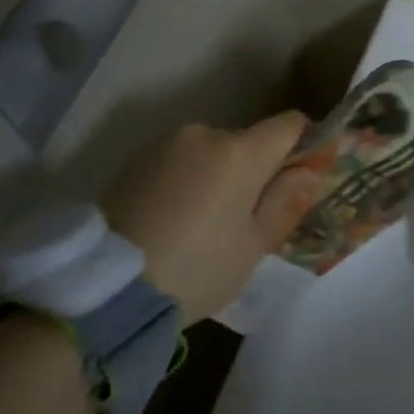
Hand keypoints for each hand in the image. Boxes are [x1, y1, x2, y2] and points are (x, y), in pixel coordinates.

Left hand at [100, 113, 321, 322]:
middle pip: (247, 141)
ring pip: (211, 152)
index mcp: (239, 152)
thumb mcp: (252, 245)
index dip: (305, 143)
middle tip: (247, 217)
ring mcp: (164, 144)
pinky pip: (179, 162)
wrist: (105, 288)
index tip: (303, 173)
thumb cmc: (196, 268)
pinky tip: (173, 219)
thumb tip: (309, 172)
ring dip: (218, 175)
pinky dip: (186, 181)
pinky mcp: (133, 160)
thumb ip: (285, 201)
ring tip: (203, 223)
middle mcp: (203, 133)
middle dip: (256, 169)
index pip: (289, 124)